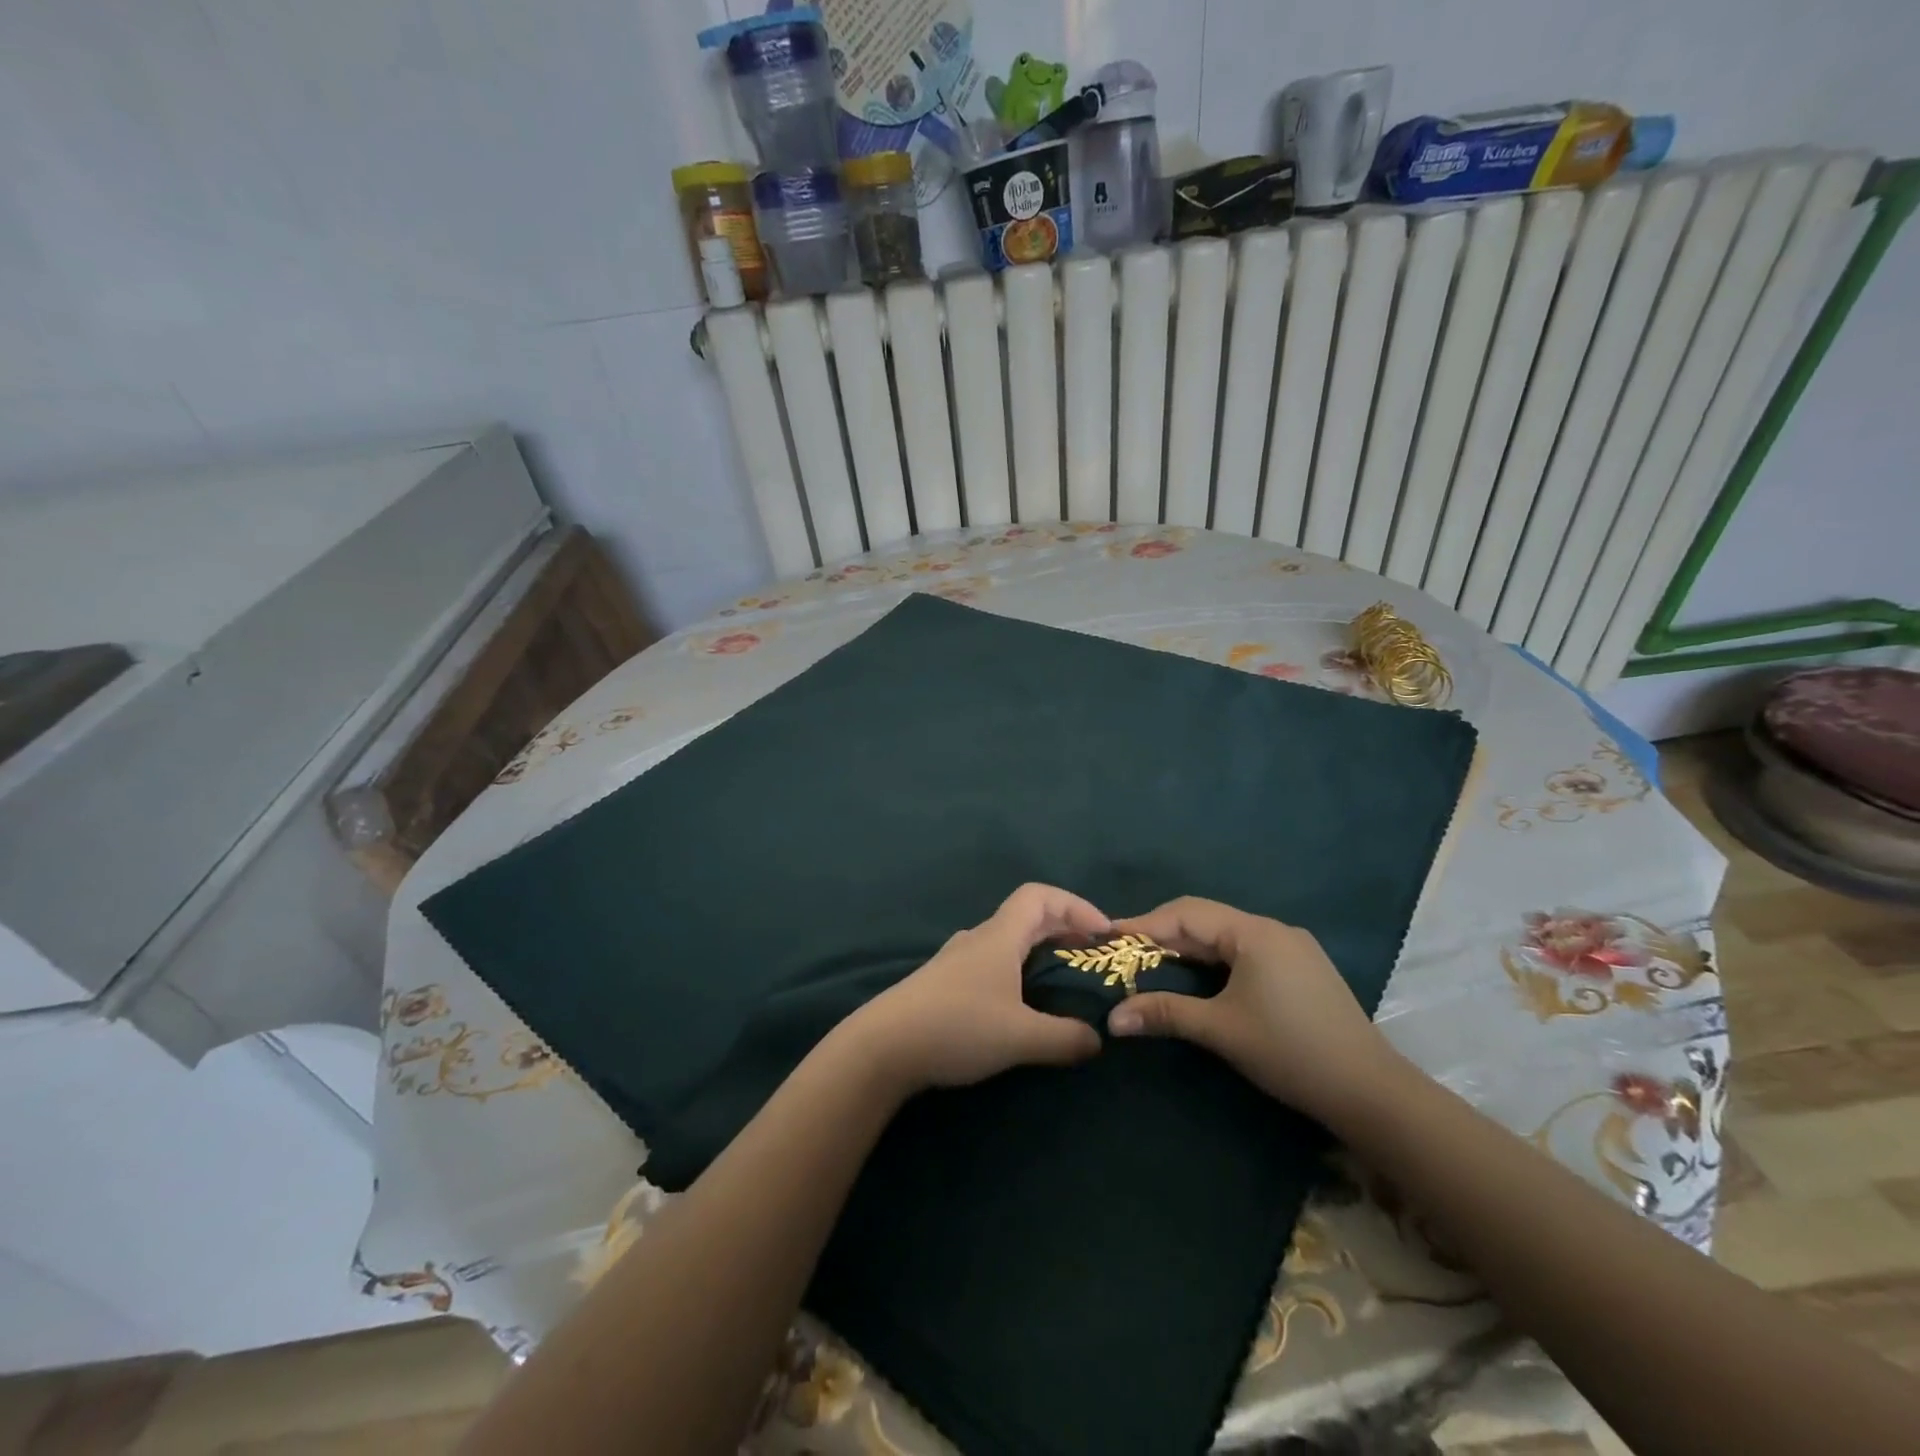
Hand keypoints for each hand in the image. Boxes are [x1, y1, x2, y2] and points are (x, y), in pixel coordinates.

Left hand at [839, 883, 1109, 1094]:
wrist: (883, 1047)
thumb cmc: (956, 1027)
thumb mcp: (1020, 1037)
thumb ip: (1065, 1037)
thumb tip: (1096, 1039)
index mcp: (999, 937)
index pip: (1040, 896)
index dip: (1075, 906)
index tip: (1102, 934)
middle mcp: (978, 939)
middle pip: (1026, 917)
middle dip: (1064, 930)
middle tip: (1092, 958)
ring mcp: (957, 960)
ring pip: (1007, 941)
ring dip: (1039, 952)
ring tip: (1063, 983)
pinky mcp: (944, 984)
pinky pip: (992, 963)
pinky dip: (1017, 971)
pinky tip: (1021, 1005)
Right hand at [1106, 896, 1404, 1123]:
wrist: (1371, 1092)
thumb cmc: (1290, 1052)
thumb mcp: (1221, 1030)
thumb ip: (1165, 1013)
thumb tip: (1113, 1018)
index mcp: (1254, 933)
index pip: (1186, 914)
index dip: (1144, 924)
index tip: (1108, 937)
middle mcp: (1273, 929)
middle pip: (1205, 920)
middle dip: (1162, 934)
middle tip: (1124, 953)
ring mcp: (1292, 948)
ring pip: (1226, 935)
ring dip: (1188, 948)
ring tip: (1152, 963)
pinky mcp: (1301, 969)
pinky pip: (1245, 951)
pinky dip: (1213, 960)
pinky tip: (1197, 977)